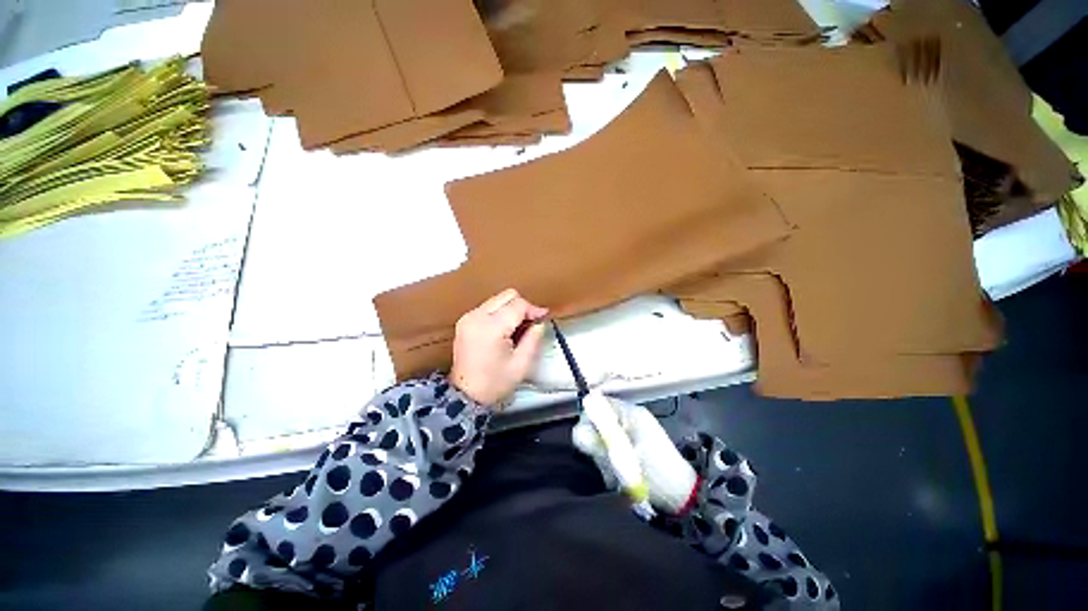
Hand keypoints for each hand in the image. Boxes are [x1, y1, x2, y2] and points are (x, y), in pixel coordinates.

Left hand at [450, 289, 548, 406]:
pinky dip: (500, 312)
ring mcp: (468, 317)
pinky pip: (488, 307)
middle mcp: (477, 316)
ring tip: (518, 327)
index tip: (543, 317)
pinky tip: (504, 329)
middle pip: (506, 295)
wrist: (465, 394)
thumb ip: (533, 339)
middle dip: (522, 306)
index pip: (517, 305)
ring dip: (511, 308)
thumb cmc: (494, 383)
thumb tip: (540, 323)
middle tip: (530, 323)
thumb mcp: (521, 365)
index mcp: (491, 328)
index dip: (533, 309)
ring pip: (497, 299)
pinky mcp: (465, 321)